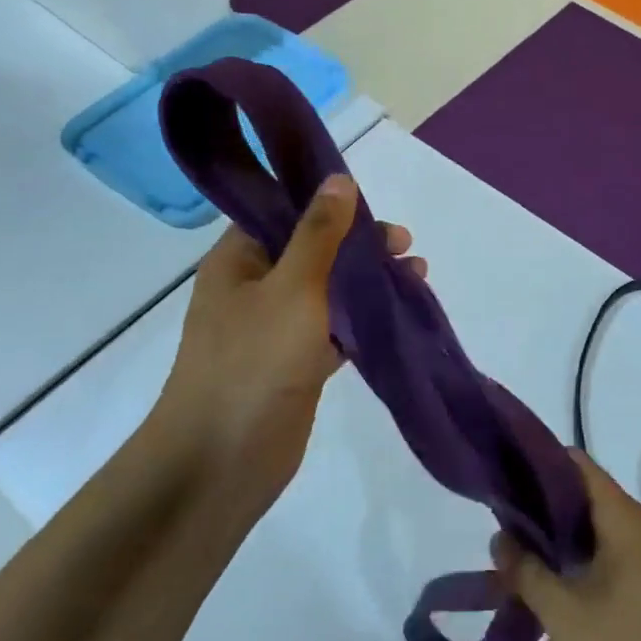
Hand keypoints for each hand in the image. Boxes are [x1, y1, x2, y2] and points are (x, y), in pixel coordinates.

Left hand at [148, 174, 423, 519]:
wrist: (223, 461)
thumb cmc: (253, 361)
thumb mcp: (292, 285)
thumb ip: (319, 233)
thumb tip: (339, 178)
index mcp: (239, 260)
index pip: (284, 213)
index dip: (328, 203)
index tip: (372, 204)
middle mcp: (255, 288)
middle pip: (313, 250)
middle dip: (359, 244)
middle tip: (404, 246)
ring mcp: (276, 329)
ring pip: (329, 290)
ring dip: (369, 281)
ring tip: (417, 275)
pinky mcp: (297, 364)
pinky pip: (336, 329)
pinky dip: (365, 319)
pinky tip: (400, 314)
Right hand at [492, 451, 640, 640]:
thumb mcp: (564, 614)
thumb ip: (526, 571)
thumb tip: (499, 538)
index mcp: (622, 518)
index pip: (576, 464)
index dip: (537, 462)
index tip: (501, 472)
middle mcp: (635, 527)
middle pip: (580, 495)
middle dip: (538, 505)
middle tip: (498, 518)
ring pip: (587, 530)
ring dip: (551, 538)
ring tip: (510, 551)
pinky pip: (599, 556)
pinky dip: (570, 561)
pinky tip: (540, 582)